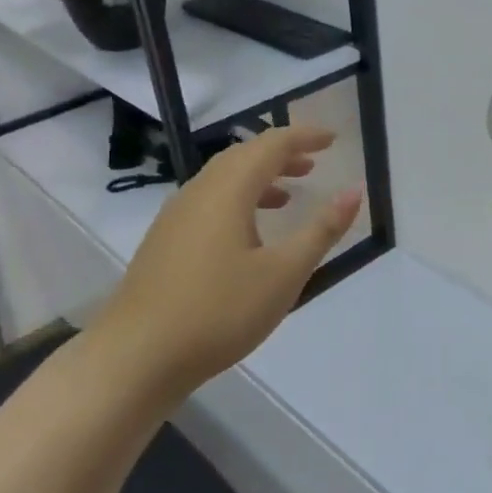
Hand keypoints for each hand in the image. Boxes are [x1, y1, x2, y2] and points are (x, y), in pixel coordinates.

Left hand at [105, 126, 362, 399]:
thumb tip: (355, 190)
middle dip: (281, 154)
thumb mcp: (283, 273)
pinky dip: (238, 200)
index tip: (333, 139)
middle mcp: (198, 192)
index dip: (304, 137)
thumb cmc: (219, 311)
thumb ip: (321, 230)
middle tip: (314, 163)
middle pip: (243, 156)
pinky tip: (248, 233)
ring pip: (222, 180)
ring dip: (259, 178)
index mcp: (228, 191)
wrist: (136, 356)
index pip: (271, 145)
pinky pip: (208, 202)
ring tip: (288, 194)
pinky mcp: (164, 242)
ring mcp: (175, 217)